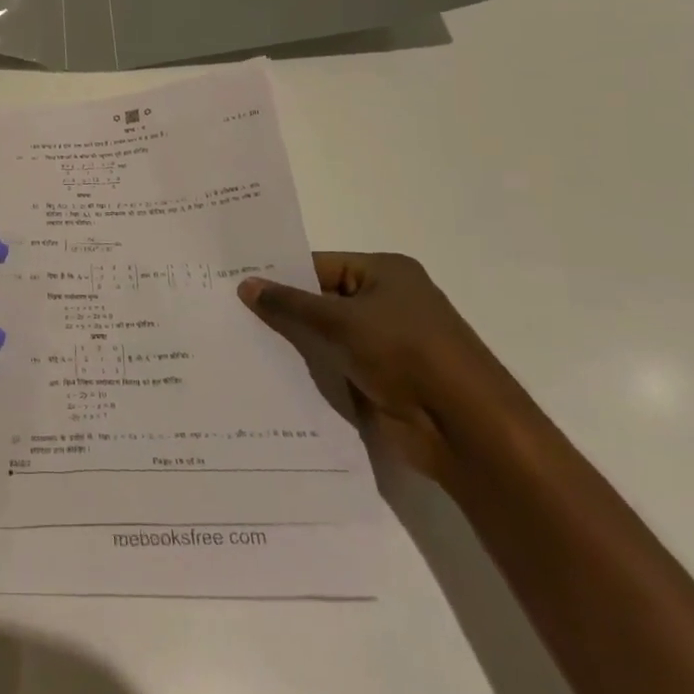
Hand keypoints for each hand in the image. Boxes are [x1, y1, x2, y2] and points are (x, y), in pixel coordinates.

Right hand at [238, 253, 517, 480]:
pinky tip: (269, 374)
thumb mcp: (341, 321)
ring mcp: (386, 344)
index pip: (319, 265)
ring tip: (238, 341)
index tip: (235, 281)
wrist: (465, 429)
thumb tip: (245, 284)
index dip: (279, 273)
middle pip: (321, 300)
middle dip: (282, 309)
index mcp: (385, 272)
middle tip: (228, 311)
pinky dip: (310, 371)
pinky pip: (335, 367)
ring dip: (295, 343)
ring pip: (326, 337)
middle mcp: (387, 302)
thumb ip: (290, 304)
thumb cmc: (406, 353)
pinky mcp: (381, 380)